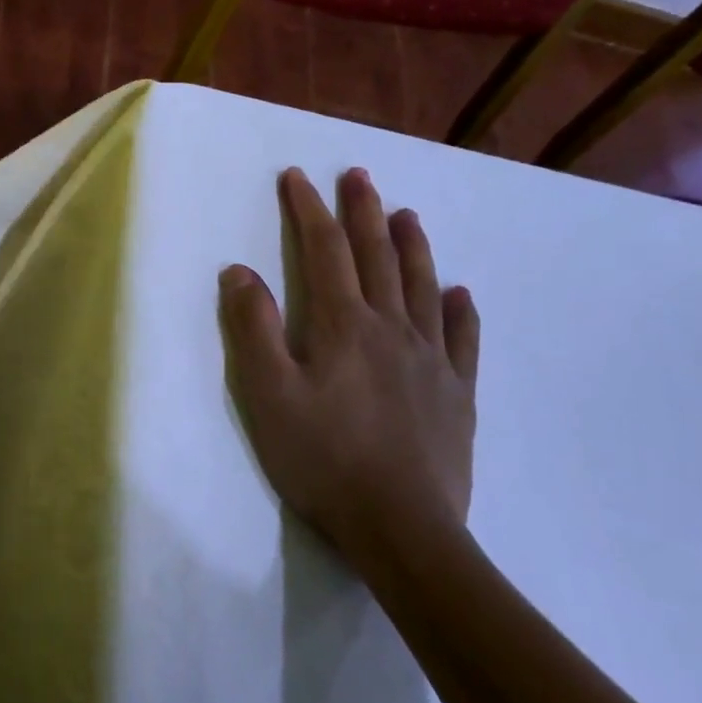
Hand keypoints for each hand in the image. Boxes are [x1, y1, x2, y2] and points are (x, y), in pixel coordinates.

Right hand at [220, 167, 480, 568]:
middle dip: (363, 211)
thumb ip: (252, 329)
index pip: (323, 251)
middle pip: (376, 256)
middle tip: (359, 174)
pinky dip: (459, 311)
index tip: (296, 177)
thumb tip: (239, 271)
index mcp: (343, 325)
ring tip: (407, 213)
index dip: (308, 210)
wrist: (402, 528)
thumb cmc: (322, 458)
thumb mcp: (267, 393)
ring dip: (412, 246)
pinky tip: (459, 294)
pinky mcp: (456, 393)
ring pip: (422, 286)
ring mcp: (430, 360)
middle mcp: (391, 328)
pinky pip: (462, 340)